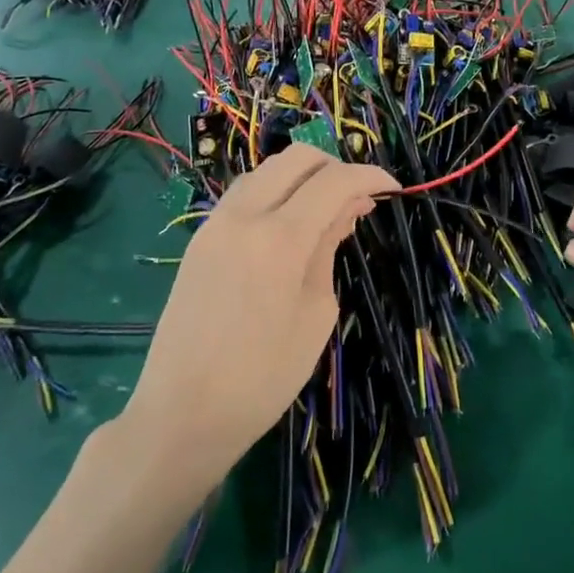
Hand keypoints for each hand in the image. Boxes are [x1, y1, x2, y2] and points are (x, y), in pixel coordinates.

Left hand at [114, 145, 394, 495]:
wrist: (181, 414)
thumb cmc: (262, 376)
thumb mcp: (316, 314)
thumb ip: (328, 250)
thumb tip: (346, 209)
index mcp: (279, 237)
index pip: (334, 180)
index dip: (369, 175)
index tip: (392, 188)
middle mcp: (243, 216)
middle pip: (296, 158)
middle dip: (335, 166)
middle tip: (358, 197)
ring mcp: (215, 224)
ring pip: (267, 170)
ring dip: (302, 177)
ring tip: (326, 209)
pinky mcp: (199, 239)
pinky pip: (244, 194)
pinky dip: (275, 193)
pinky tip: (289, 223)